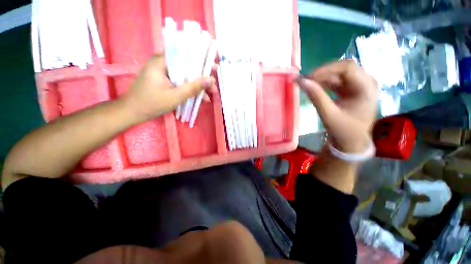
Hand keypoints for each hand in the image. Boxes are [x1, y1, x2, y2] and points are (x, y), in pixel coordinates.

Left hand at [123, 54, 215, 120]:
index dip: (202, 62)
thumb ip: (193, 87)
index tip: (214, 70)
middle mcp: (163, 63)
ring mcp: (164, 72)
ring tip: (208, 97)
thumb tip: (211, 80)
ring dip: (197, 87)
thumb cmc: (151, 103)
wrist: (132, 112)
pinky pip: (181, 82)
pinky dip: (190, 89)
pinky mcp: (164, 80)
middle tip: (213, 89)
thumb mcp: (175, 96)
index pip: (186, 55)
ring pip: (186, 76)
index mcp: (162, 61)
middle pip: (188, 67)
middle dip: (202, 79)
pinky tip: (199, 98)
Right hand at [297, 60, 378, 152]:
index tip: (308, 78)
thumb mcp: (328, 115)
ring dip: (323, 77)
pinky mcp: (353, 90)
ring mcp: (361, 86)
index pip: (347, 68)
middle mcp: (367, 83)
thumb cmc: (343, 131)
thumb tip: (302, 81)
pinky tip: (315, 86)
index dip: (326, 70)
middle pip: (344, 68)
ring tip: (307, 83)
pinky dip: (325, 83)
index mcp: (367, 89)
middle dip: (323, 73)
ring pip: (339, 74)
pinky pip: (338, 80)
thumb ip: (316, 96)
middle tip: (306, 80)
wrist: (351, 142)